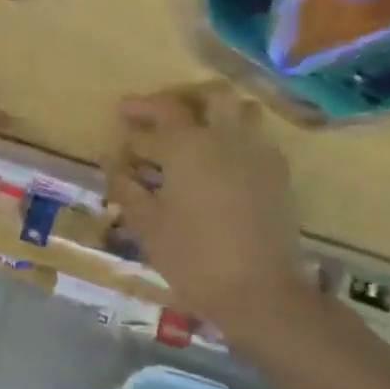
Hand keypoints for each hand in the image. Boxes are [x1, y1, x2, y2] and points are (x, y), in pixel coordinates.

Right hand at [105, 86, 313, 330]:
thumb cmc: (193, 257)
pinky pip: (257, 140)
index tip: (121, 114)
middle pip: (211, 94)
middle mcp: (227, 138)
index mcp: (189, 145)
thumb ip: (125, 185)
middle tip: (163, 114)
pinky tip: (221, 165)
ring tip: (195, 134)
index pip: (162, 109)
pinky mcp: (279, 177)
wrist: (261, 293)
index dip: (138, 108)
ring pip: (242, 111)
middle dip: (184, 97)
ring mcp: (258, 155)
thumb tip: (111, 159)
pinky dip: (237, 139)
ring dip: (217, 113)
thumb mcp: (146, 224)